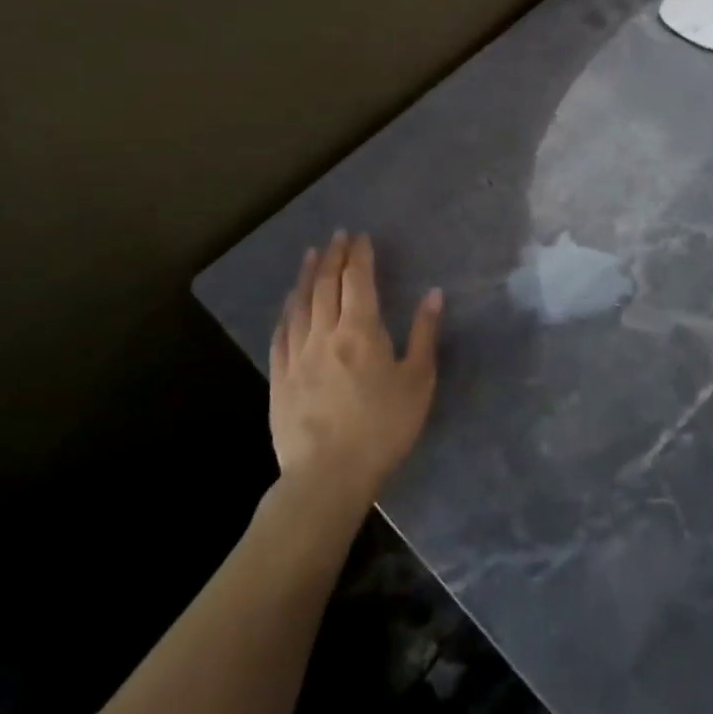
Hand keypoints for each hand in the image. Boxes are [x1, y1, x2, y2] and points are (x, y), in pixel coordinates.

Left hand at [269, 231, 441, 511]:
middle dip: (333, 256)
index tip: (360, 236)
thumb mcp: (417, 381)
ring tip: (311, 255)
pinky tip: (289, 304)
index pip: (358, 280)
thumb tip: (433, 294)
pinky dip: (287, 311)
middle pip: (326, 285)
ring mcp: (297, 355)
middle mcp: (325, 333)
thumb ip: (424, 334)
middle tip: (337, 236)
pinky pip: (281, 334)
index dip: (359, 255)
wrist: (327, 477)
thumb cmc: (382, 428)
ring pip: (300, 304)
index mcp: (361, 330)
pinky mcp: (279, 378)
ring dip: (307, 275)